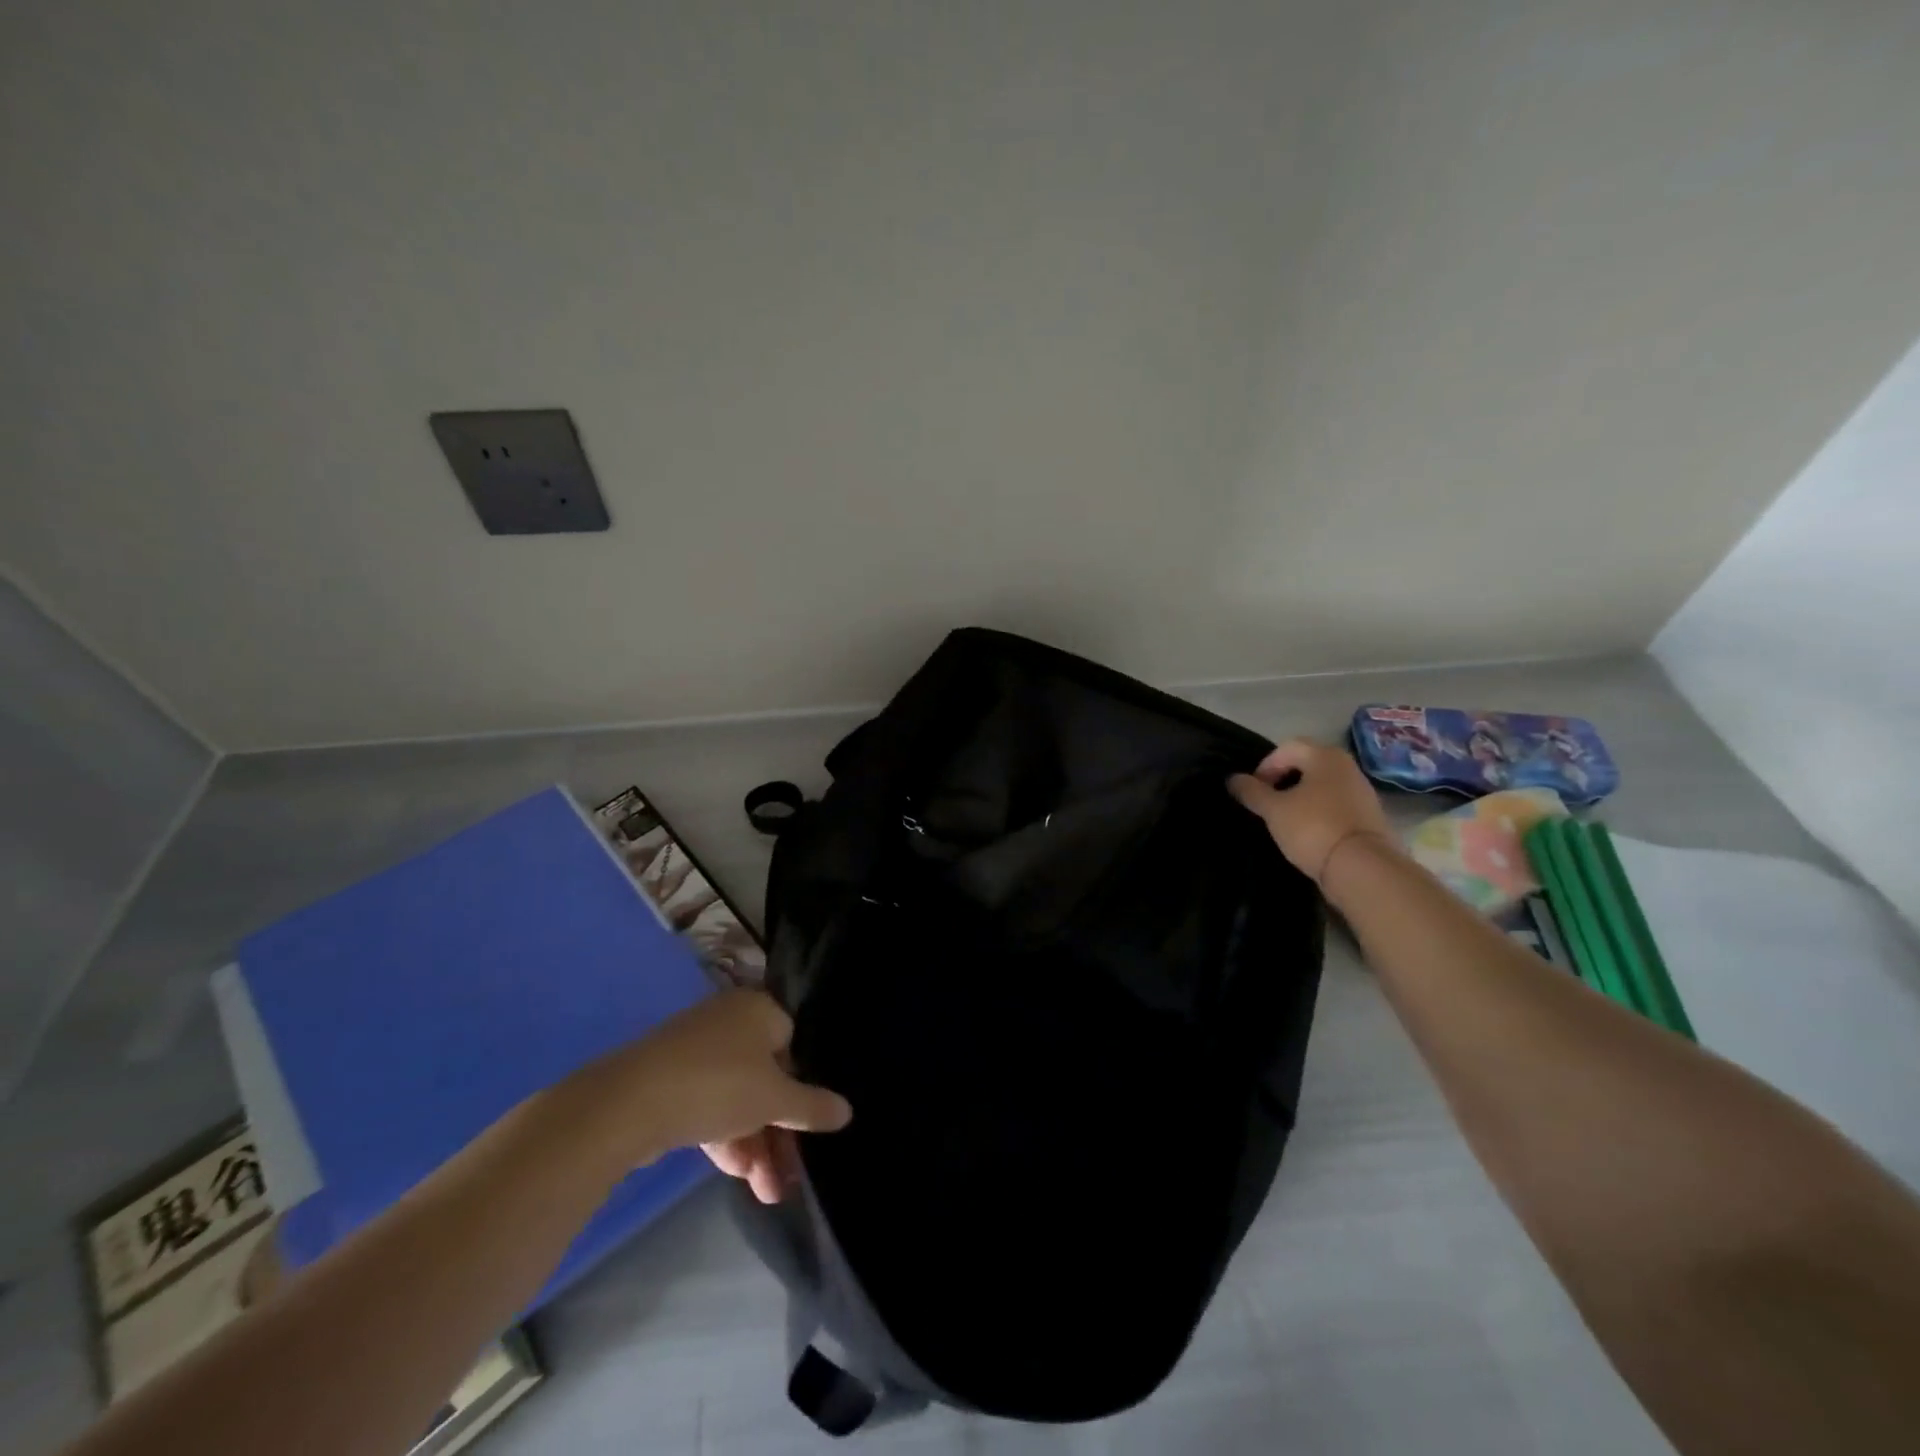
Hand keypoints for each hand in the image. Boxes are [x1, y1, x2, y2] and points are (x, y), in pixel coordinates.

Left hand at [579, 989, 849, 1203]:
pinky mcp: (669, 1079)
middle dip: (779, 1132)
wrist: (626, 1104)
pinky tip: (736, 1174)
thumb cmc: (717, 1085)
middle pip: (767, 1077)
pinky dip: (726, 1137)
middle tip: (786, 1178)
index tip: (808, 1127)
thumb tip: (847, 1110)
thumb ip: (813, 1107)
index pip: (795, 1043)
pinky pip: (710, 1105)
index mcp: (759, 1009)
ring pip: (738, 1097)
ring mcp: (696, 1050)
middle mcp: (730, 1021)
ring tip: (765, 1194)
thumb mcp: (774, 1100)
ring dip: (755, 1144)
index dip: (803, 1087)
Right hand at [1227, 739, 1398, 887]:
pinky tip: (1309, 832)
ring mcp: (1362, 791)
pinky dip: (1319, 811)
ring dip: (1301, 796)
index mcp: (1324, 756)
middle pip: (1307, 764)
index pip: (1287, 748)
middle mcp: (1347, 766)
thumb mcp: (1273, 810)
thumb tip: (1233, 779)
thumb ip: (1251, 791)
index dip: (1265, 766)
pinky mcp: (1370, 815)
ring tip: (1285, 819)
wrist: (1363, 868)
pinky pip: (1336, 804)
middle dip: (1283, 780)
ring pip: (1322, 785)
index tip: (1254, 791)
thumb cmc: (1313, 829)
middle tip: (1267, 803)